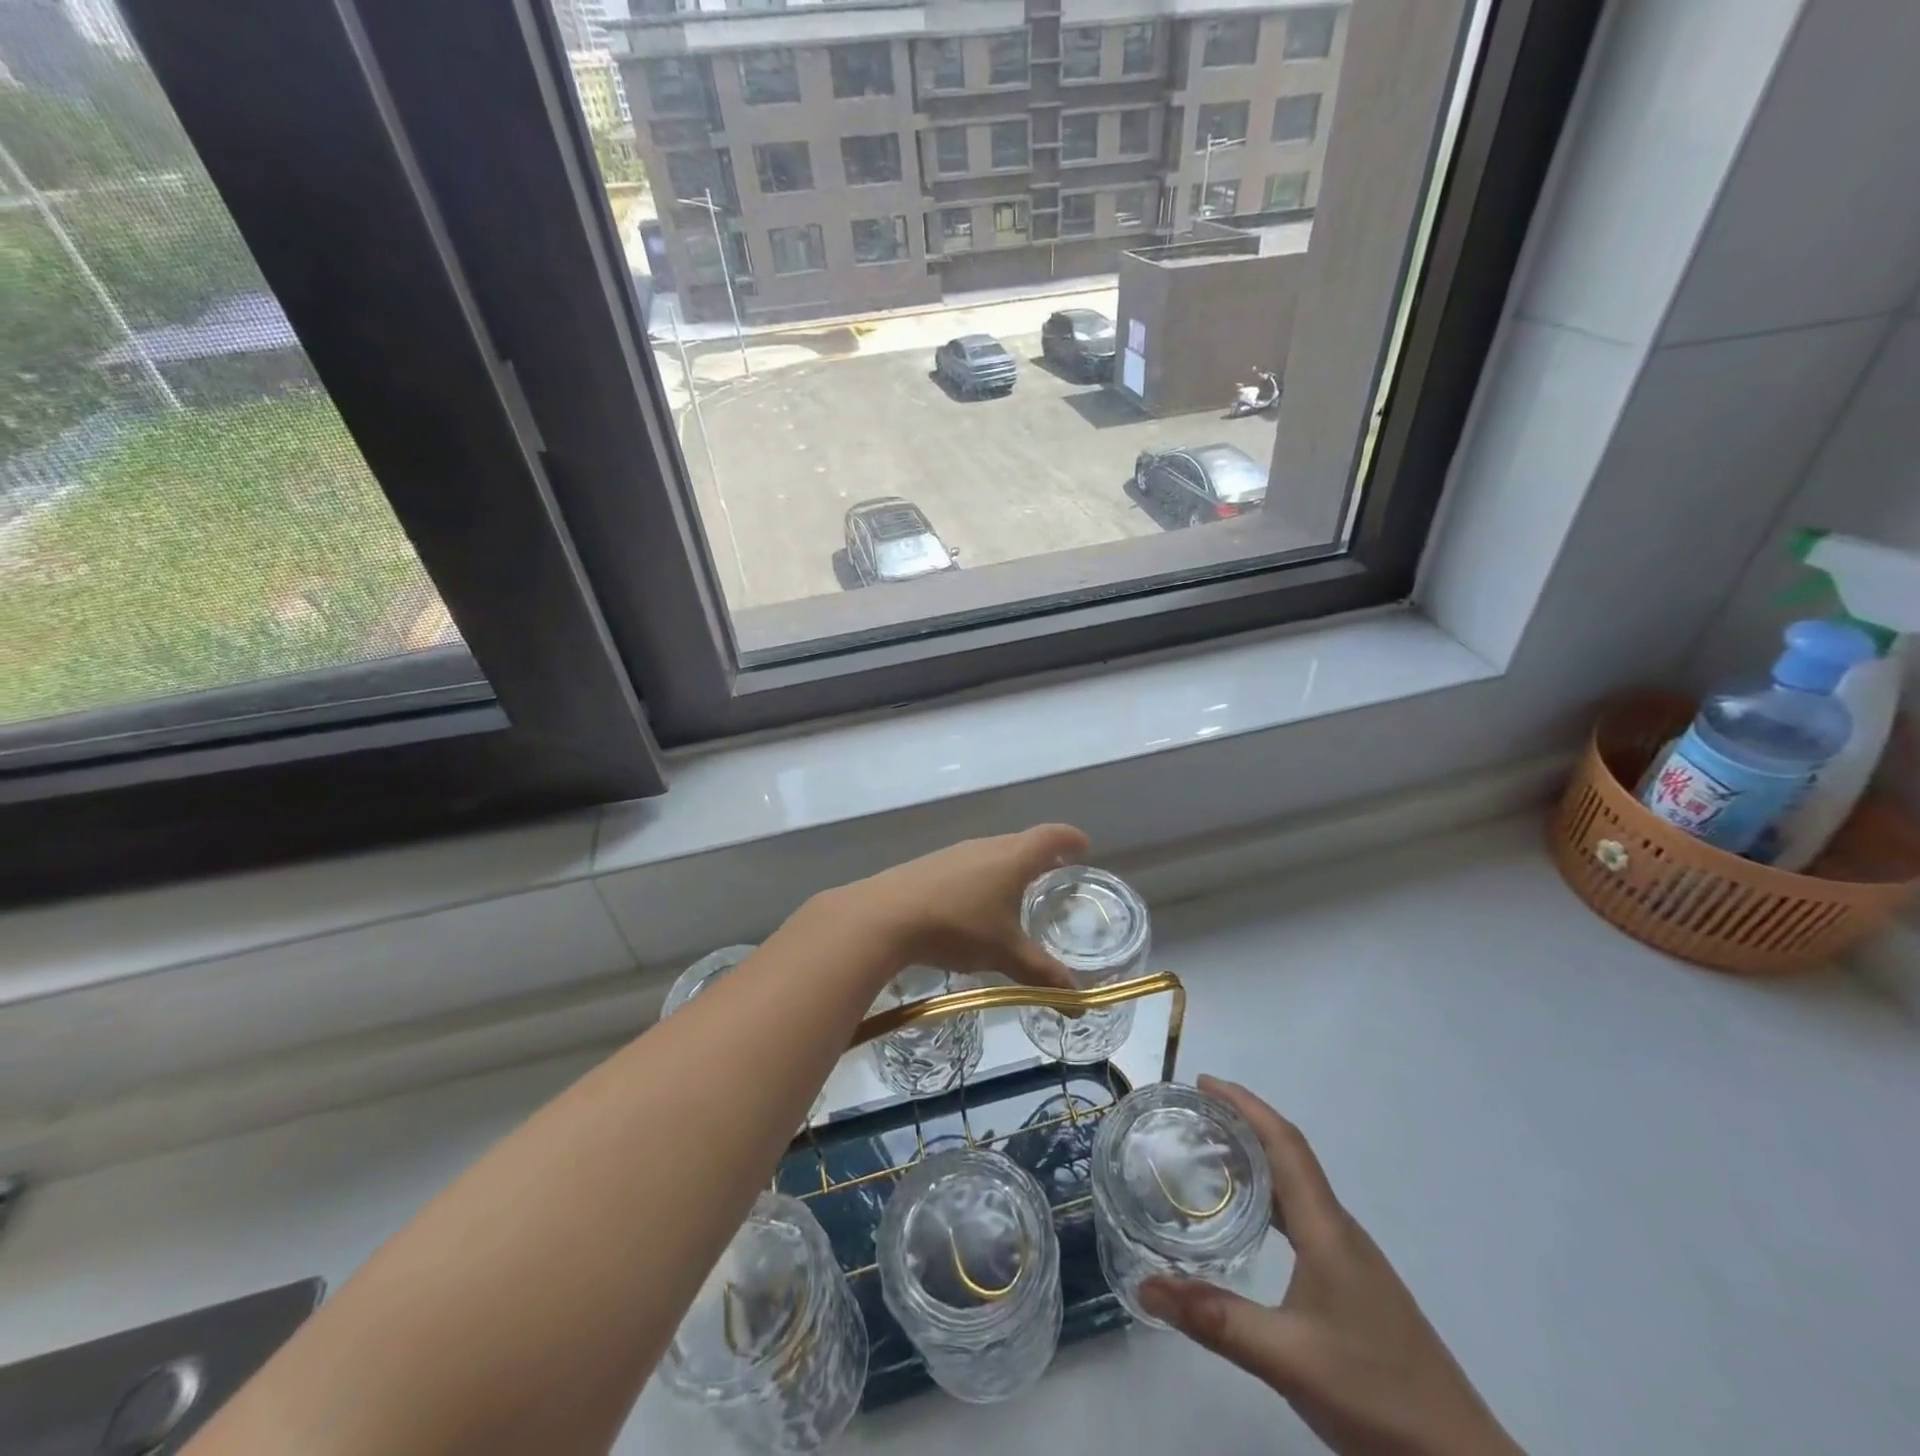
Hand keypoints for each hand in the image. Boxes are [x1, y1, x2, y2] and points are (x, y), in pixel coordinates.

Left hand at [839, 823, 1090, 990]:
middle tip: (1056, 874)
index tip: (1084, 847)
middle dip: (1042, 855)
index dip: (1070, 839)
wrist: (886, 915)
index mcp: (1013, 858)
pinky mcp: (930, 864)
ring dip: (1010, 866)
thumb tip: (1077, 1000)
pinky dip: (983, 875)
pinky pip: (969, 863)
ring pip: (993, 852)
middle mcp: (986, 846)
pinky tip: (975, 903)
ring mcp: (955, 852)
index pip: (1051, 837)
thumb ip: (1042, 974)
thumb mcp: (1005, 953)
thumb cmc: (958, 927)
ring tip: (1017, 890)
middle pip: (1022, 841)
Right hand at [1140, 1077, 1520, 1455]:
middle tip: (1193, 1116)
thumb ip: (1215, 1319)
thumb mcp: (1286, 1358)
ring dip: (1256, 1160)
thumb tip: (1144, 1285)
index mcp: (1327, 1229)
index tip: (1203, 1083)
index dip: (1245, 1105)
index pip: (1285, 1144)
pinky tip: (1248, 1222)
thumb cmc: (1376, 1394)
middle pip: (1290, 1156)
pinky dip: (1269, 1198)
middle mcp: (1340, 1230)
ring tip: (1209, 1157)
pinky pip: (1302, 1217)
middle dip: (1243, 1125)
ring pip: (1297, 1187)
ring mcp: (1351, 1259)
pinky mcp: (1353, 1284)